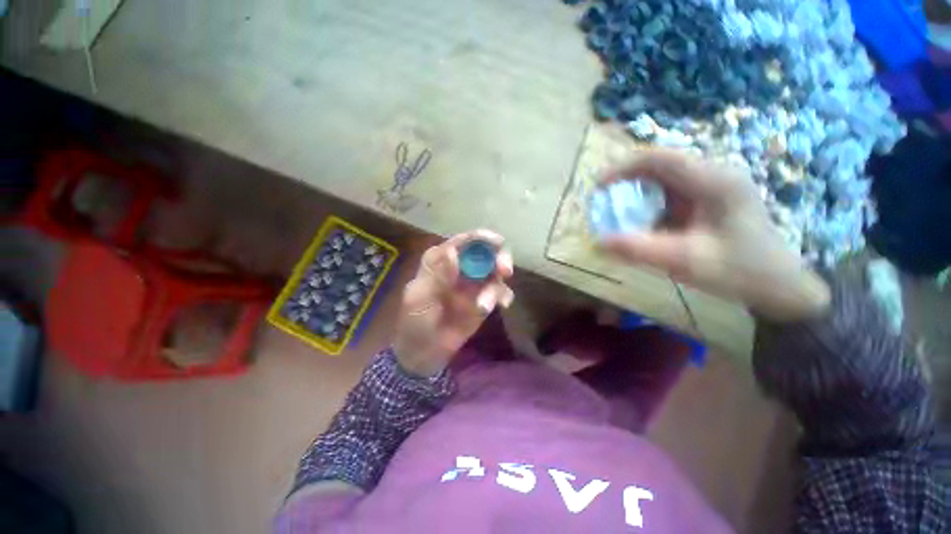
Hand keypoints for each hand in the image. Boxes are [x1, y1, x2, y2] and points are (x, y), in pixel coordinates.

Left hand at [393, 230, 514, 375]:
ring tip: (484, 306)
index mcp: (440, 261)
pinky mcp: (484, 300)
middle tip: (505, 271)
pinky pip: (500, 292)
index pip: (462, 242)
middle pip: (485, 252)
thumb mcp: (419, 298)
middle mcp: (460, 267)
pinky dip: (504, 295)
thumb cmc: (414, 323)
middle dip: (498, 257)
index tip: (497, 242)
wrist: (423, 354)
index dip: (480, 237)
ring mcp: (474, 284)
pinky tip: (502, 305)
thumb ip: (436, 275)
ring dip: (496, 286)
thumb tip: (453, 251)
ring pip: (495, 272)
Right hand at [600, 149, 829, 321]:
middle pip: (659, 165)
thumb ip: (639, 250)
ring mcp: (713, 185)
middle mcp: (714, 174)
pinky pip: (670, 192)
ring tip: (616, 213)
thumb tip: (598, 242)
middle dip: (626, 181)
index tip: (598, 188)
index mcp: (714, 182)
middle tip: (603, 203)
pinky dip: (648, 204)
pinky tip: (641, 222)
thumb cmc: (739, 272)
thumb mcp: (686, 262)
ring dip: (636, 193)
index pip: (660, 158)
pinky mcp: (709, 198)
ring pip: (663, 178)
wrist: (779, 286)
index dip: (622, 168)